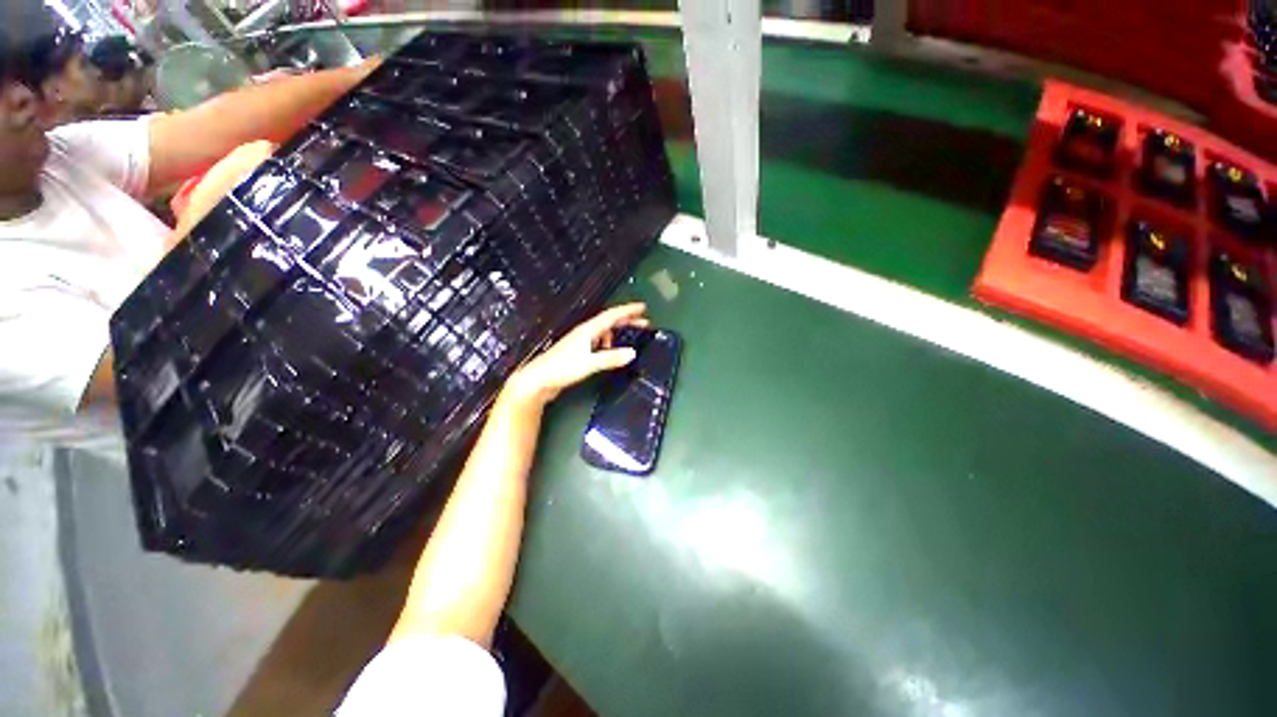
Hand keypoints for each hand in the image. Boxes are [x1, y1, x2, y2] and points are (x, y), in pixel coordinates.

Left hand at [506, 303, 649, 406]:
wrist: (539, 379)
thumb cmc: (562, 368)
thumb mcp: (590, 363)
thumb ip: (611, 358)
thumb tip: (632, 353)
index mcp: (588, 330)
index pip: (612, 316)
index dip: (628, 311)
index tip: (642, 307)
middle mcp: (585, 332)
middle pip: (609, 321)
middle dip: (627, 320)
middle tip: (643, 322)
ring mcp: (580, 341)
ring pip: (604, 331)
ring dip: (618, 332)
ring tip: (629, 338)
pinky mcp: (577, 351)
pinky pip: (598, 341)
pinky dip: (608, 343)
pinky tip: (609, 352)